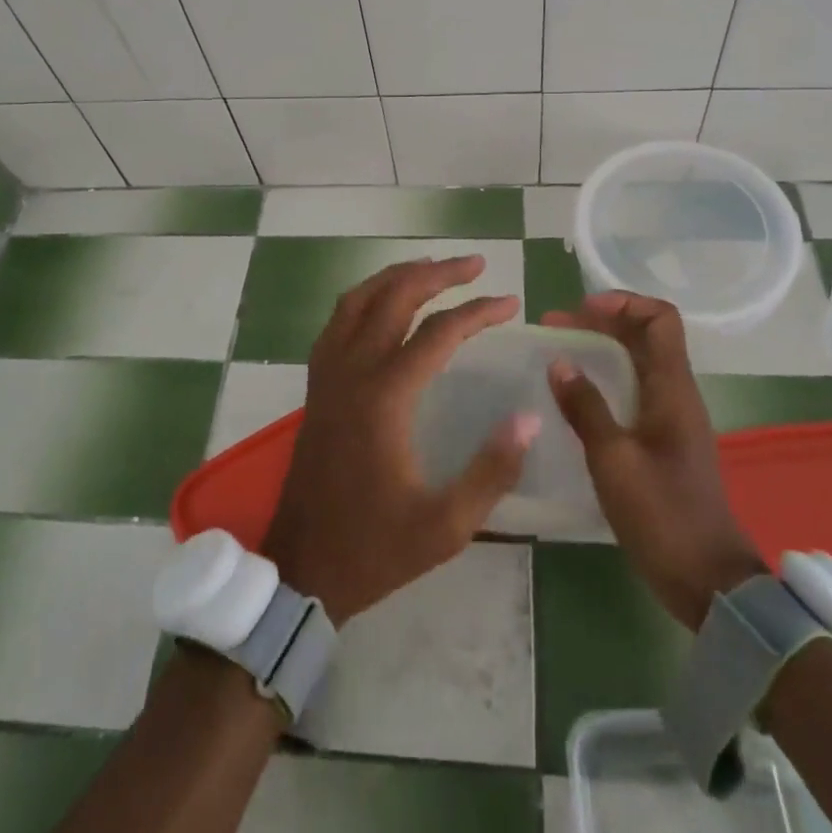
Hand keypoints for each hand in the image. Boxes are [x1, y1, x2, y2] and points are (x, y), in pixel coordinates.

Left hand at [261, 256, 537, 623]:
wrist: (301, 567)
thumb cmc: (374, 548)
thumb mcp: (446, 526)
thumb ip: (492, 470)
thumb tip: (530, 417)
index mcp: (385, 397)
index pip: (438, 332)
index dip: (478, 312)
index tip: (510, 303)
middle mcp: (353, 371)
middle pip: (395, 297)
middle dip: (438, 273)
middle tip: (475, 265)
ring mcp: (327, 374)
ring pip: (359, 299)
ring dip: (397, 276)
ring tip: (432, 267)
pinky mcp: (316, 385)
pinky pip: (338, 320)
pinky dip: (365, 297)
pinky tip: (384, 303)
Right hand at [543, 291, 764, 628]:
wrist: (709, 581)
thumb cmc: (662, 516)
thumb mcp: (613, 461)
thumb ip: (585, 408)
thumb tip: (559, 362)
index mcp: (672, 389)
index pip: (660, 318)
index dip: (622, 303)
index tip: (580, 311)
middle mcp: (677, 393)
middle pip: (647, 335)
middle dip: (602, 322)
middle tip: (555, 329)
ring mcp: (673, 418)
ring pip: (640, 361)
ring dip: (602, 349)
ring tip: (559, 355)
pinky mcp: (666, 441)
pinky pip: (636, 389)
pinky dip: (607, 378)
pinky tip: (578, 396)